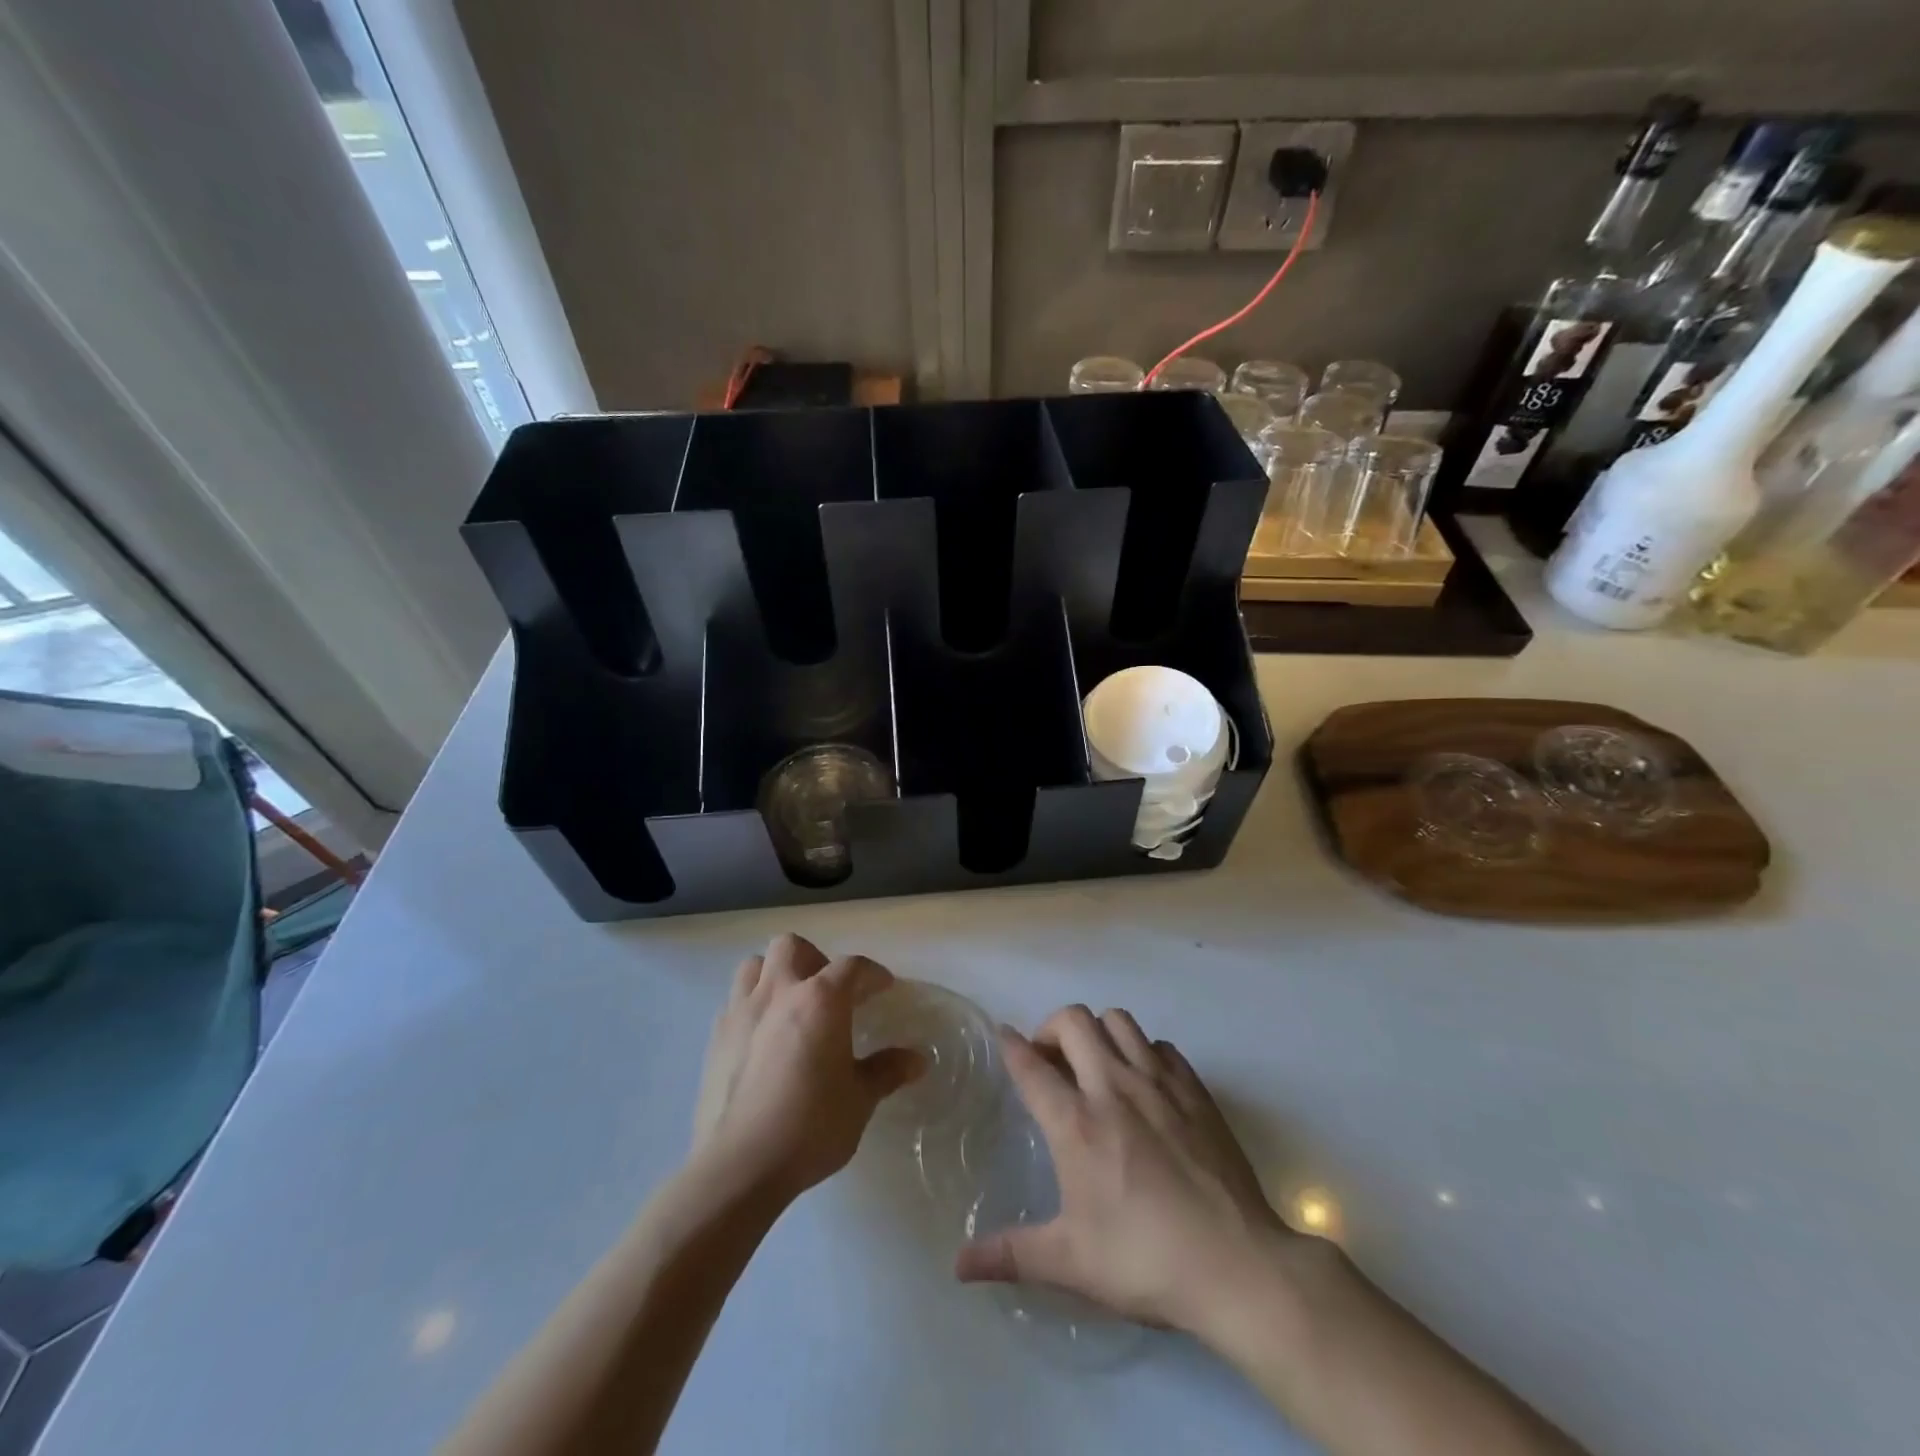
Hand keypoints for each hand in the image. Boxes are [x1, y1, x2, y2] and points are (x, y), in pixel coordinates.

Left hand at [691, 933, 923, 1203]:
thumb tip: (918, 1059)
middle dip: (814, 959)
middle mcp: (779, 992)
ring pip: (755, 965)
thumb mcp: (859, 1100)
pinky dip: (752, 1006)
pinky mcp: (715, 1037)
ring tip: (791, 1006)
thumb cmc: (810, 1127)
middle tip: (829, 993)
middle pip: (792, 946)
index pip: (852, 966)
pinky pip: (734, 1001)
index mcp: (821, 1000)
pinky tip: (763, 1038)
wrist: (738, 1166)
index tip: (883, 987)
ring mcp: (741, 1011)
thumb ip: (886, 1071)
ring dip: (775, 975)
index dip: (872, 973)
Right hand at [954, 1005, 1289, 1334]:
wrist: (1237, 1265)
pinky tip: (1143, 1084)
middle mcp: (1113, 1087)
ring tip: (1094, 1063)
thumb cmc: (1146, 1260)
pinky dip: (1141, 1051)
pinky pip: (1159, 1045)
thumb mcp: (1071, 1263)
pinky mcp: (1195, 1089)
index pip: (1031, 1066)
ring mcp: (1158, 1082)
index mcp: (1077, 1124)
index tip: (1002, 1036)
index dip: (1011, 1046)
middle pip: (1073, 1021)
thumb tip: (959, 1266)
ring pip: (1118, 1020)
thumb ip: (1011, 1254)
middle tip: (1050, 1060)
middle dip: (1052, 1028)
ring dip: (1097, 1032)